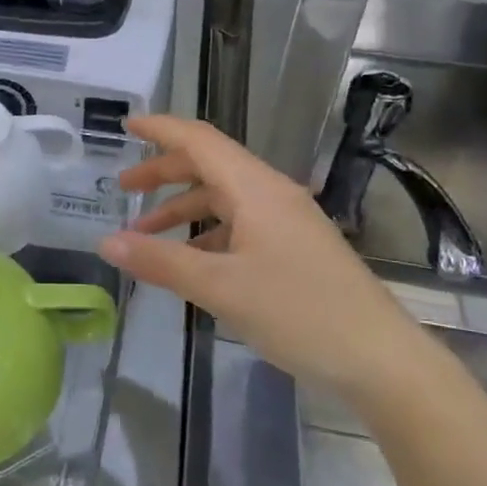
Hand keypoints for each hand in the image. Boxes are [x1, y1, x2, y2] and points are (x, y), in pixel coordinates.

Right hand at [98, 115, 423, 398]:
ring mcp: (287, 222)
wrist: (380, 359)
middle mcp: (271, 194)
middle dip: (163, 173)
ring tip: (145, 233)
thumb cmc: (299, 313)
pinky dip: (206, 233)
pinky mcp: (295, 248)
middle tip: (123, 189)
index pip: (200, 141)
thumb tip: (106, 242)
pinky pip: (240, 225)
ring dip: (182, 208)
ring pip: (223, 199)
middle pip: (209, 166)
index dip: (161, 130)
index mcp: (255, 189)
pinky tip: (189, 261)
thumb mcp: (219, 288)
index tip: (126, 126)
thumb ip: (159, 261)